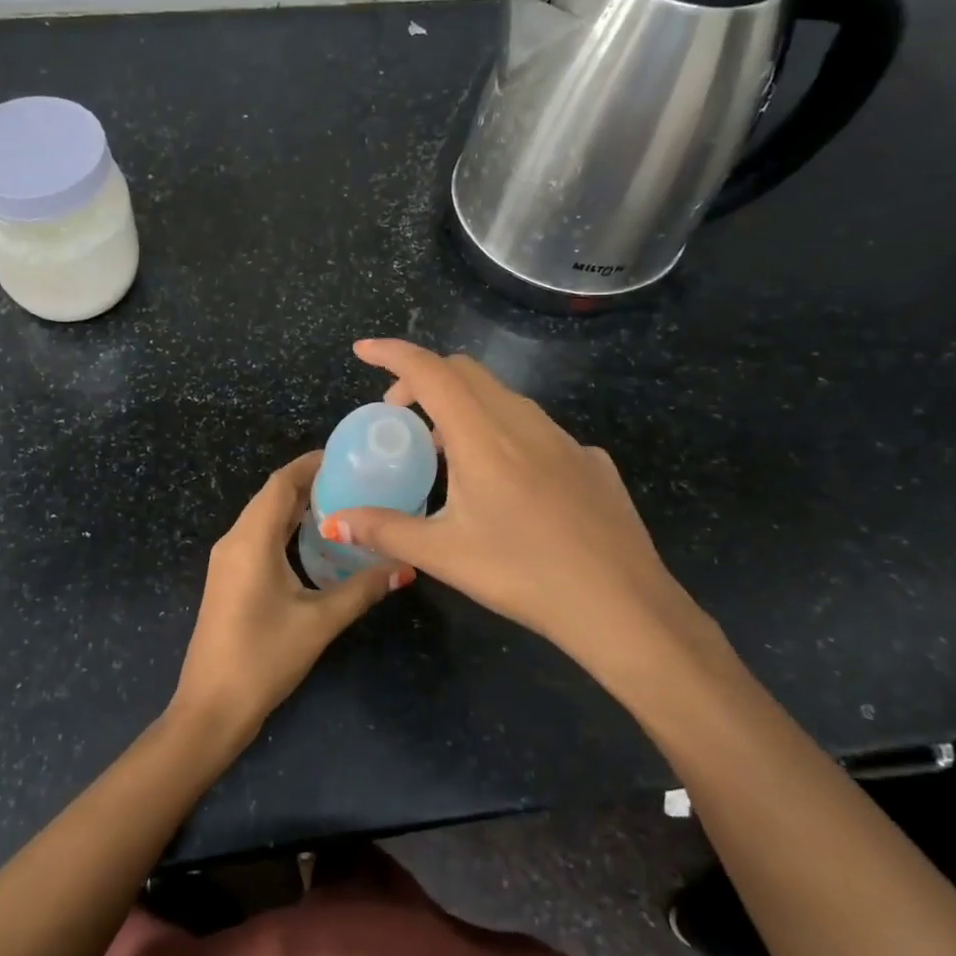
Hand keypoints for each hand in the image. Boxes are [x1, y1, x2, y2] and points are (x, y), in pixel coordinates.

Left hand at [172, 451, 408, 746]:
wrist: (211, 707)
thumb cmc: (263, 658)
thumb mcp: (319, 622)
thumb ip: (361, 590)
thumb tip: (403, 567)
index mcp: (251, 540)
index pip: (280, 484)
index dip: (310, 464)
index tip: (346, 457)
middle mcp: (234, 541)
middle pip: (271, 496)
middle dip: (309, 483)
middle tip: (354, 480)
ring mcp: (226, 560)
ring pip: (263, 517)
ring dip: (296, 507)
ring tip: (341, 503)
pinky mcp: (228, 578)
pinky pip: (257, 537)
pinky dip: (284, 528)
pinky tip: (313, 541)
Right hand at [324, 339, 718, 675]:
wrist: (622, 606)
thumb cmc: (524, 574)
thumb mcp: (444, 555)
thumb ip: (385, 530)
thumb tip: (333, 519)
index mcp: (482, 435)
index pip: (430, 371)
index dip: (392, 353)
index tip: (363, 349)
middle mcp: (523, 422)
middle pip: (465, 372)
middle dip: (423, 379)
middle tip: (399, 417)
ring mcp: (564, 438)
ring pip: (503, 398)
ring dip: (464, 407)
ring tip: (446, 453)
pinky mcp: (590, 460)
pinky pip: (536, 429)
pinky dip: (504, 434)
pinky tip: (507, 485)